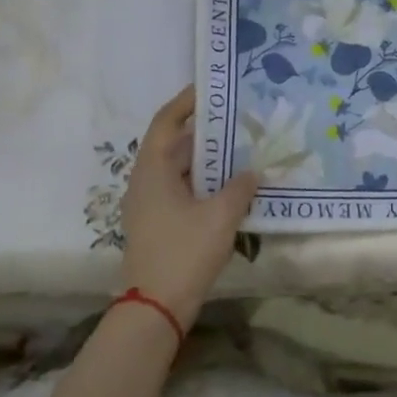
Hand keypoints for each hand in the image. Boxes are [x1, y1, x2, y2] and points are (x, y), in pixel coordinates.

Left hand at [118, 87, 258, 328]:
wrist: (156, 307)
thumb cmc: (184, 252)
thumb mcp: (220, 216)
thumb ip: (239, 188)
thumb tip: (251, 172)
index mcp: (153, 171)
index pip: (166, 122)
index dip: (186, 102)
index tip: (210, 89)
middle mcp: (145, 182)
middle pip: (173, 144)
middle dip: (204, 131)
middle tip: (237, 119)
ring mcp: (149, 205)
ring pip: (179, 170)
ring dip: (206, 159)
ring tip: (240, 149)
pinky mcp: (158, 224)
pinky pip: (181, 190)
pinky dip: (203, 182)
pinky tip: (230, 188)